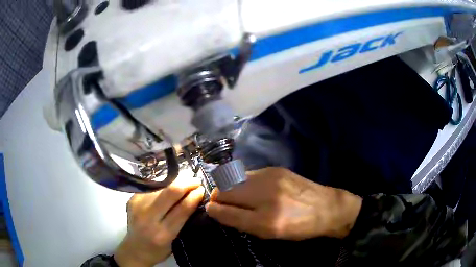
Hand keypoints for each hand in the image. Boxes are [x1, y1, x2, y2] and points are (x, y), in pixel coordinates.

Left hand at [114, 175, 204, 266]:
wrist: (134, 249)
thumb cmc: (158, 249)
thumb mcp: (174, 240)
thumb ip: (182, 220)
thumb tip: (194, 197)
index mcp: (162, 233)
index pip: (181, 209)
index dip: (194, 196)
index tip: (202, 189)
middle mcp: (148, 218)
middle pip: (169, 192)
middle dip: (186, 183)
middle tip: (196, 180)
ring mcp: (138, 206)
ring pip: (161, 187)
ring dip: (175, 182)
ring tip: (185, 181)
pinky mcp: (132, 199)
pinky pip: (152, 188)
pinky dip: (164, 186)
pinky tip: (169, 186)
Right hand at [206, 167, 361, 240]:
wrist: (327, 208)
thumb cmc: (299, 227)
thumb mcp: (270, 234)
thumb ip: (242, 222)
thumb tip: (218, 211)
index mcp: (266, 221)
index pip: (227, 212)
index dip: (214, 210)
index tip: (210, 209)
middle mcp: (266, 196)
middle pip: (226, 190)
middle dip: (218, 196)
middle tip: (219, 202)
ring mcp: (271, 178)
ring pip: (235, 179)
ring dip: (229, 187)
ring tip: (232, 194)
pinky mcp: (276, 169)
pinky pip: (248, 174)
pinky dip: (242, 181)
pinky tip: (249, 188)